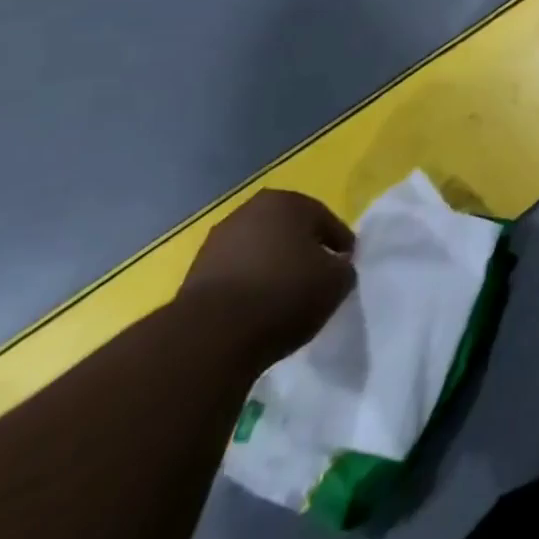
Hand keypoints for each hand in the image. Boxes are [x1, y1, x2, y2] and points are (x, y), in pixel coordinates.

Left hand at [179, 189, 356, 370]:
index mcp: (287, 201)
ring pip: (259, 252)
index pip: (326, 221)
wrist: (210, 337)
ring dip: (272, 269)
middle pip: (288, 232)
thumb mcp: (336, 282)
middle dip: (302, 252)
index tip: (345, 268)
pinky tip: (257, 311)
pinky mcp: (193, 275)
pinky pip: (235, 276)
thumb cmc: (284, 294)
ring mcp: (216, 243)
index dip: (339, 246)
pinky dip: (248, 288)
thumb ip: (344, 268)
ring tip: (284, 300)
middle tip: (316, 279)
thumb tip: (336, 268)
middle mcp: (249, 212)